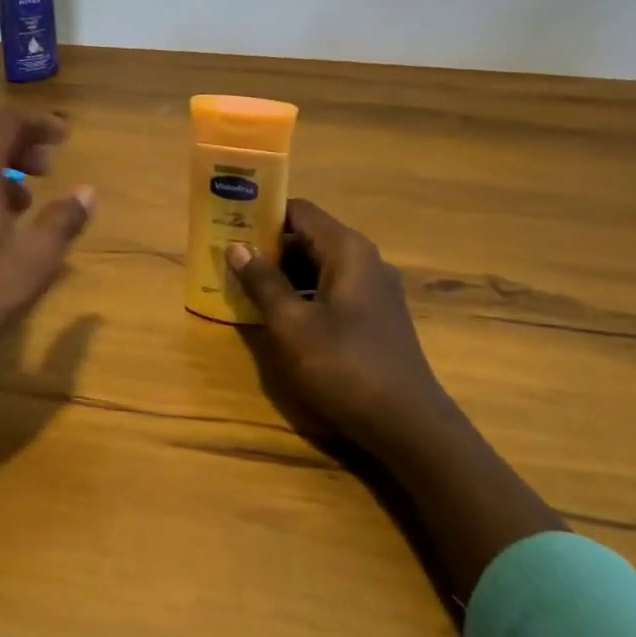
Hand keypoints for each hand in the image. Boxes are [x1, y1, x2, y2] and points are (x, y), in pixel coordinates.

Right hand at [227, 198, 454, 459]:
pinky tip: (276, 316)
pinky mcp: (374, 318)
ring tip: (242, 286)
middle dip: (267, 246)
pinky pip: (330, 291)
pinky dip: (301, 294)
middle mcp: (365, 261)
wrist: (408, 425)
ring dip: (282, 274)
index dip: (262, 213)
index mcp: (348, 251)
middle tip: (227, 258)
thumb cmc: (345, 366)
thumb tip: (237, 247)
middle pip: (309, 237)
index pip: (299, 211)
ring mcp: (374, 291)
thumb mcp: (292, 325)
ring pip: (318, 267)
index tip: (228, 223)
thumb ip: (264, 283)